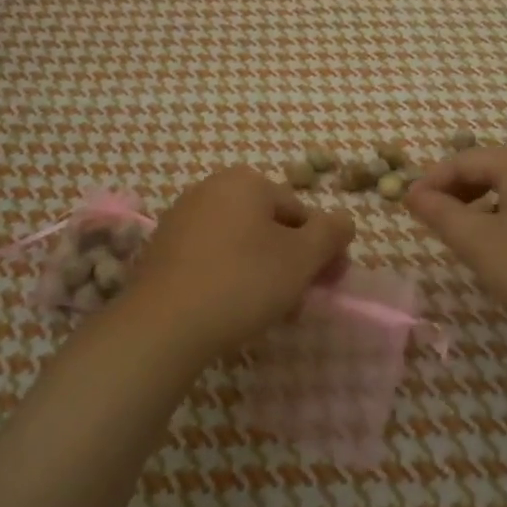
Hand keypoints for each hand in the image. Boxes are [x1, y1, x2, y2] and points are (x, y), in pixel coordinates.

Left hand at [125, 167, 354, 357]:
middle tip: (299, 303)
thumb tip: (343, 220)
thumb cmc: (242, 282)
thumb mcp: (302, 257)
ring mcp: (182, 218)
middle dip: (290, 263)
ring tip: (269, 312)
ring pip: (241, 244)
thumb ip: (332, 232)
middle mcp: (211, 188)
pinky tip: (232, 310)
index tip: (326, 285)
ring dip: (263, 273)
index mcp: (246, 181)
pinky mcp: (163, 249)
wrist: (163, 325)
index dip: (320, 250)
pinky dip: (229, 278)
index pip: (301, 212)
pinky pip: (211, 258)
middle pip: (269, 226)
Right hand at [405, 145, 506, 349]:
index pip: (461, 160)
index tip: (407, 210)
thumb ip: (442, 215)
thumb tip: (413, 194)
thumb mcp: (482, 245)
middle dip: (456, 193)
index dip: (430, 183)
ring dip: (482, 206)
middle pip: (488, 168)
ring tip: (466, 238)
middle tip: (434, 224)